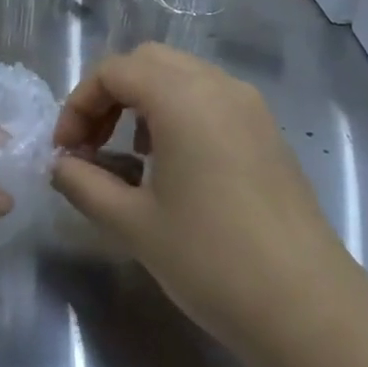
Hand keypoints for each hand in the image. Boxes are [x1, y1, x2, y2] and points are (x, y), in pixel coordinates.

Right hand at [51, 44, 355, 351]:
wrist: (305, 304)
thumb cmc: (209, 258)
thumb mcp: (131, 223)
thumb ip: (83, 184)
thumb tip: (61, 165)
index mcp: (182, 98)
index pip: (114, 71)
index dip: (79, 105)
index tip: (66, 152)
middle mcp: (218, 86)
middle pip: (148, 62)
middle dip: (110, 96)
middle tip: (92, 145)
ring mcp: (250, 106)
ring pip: (182, 77)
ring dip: (144, 102)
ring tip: (129, 156)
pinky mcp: (268, 131)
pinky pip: (210, 99)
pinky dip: (178, 113)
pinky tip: (173, 165)